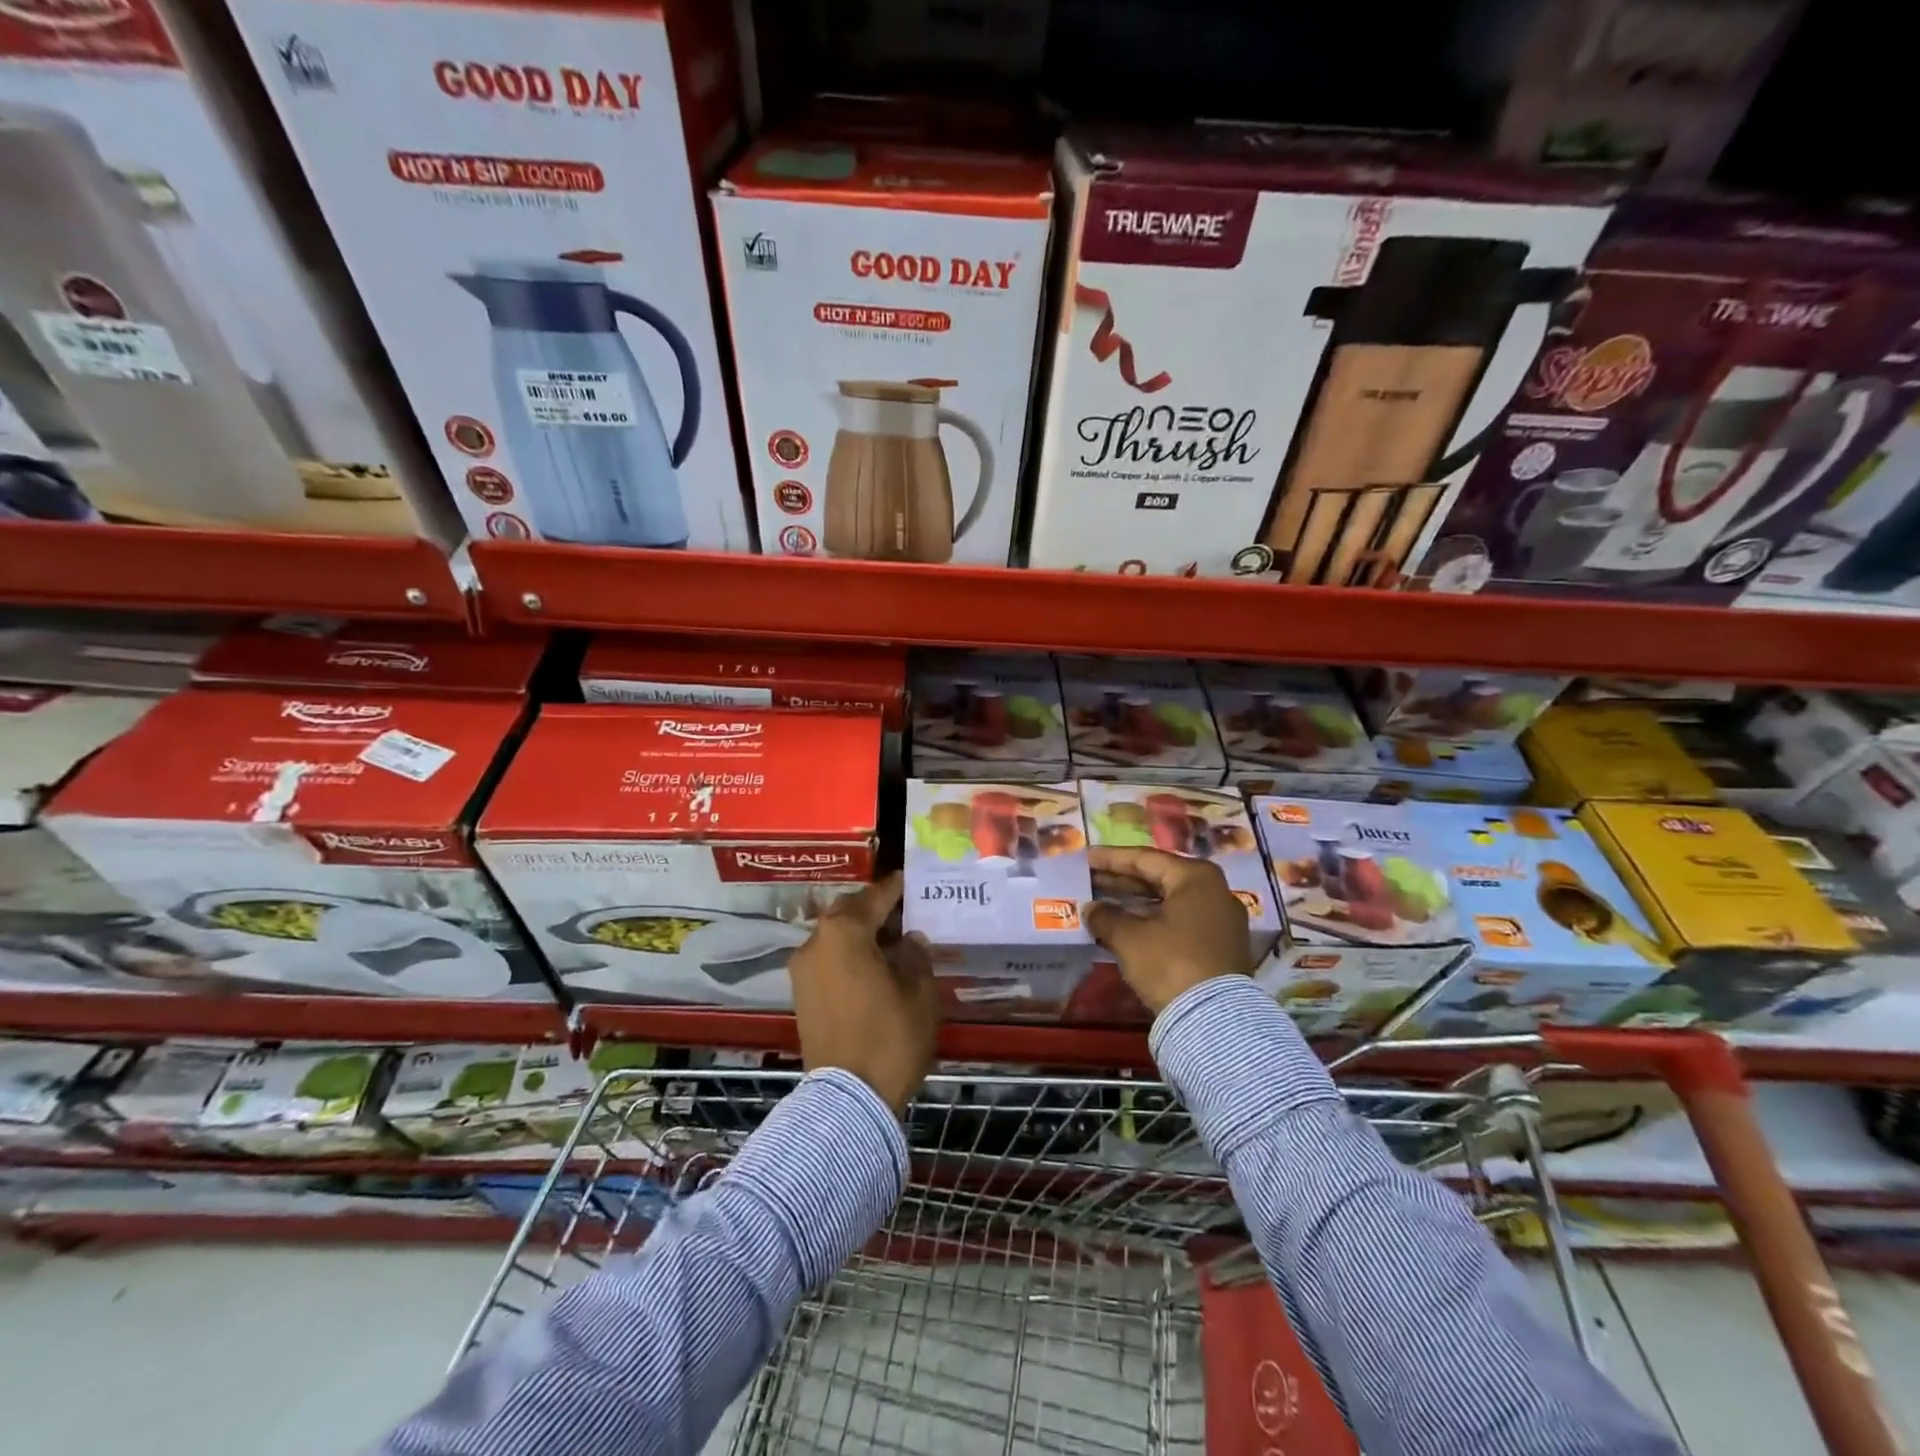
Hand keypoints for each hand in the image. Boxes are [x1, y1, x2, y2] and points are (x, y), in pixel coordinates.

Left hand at [789, 874, 938, 1115]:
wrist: (848, 1099)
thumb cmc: (890, 1036)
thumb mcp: (919, 992)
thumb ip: (915, 955)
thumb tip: (909, 939)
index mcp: (844, 932)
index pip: (874, 897)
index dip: (896, 888)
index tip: (911, 881)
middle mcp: (816, 942)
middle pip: (848, 912)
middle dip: (875, 909)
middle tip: (905, 913)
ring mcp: (802, 970)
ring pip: (835, 936)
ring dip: (861, 934)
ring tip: (893, 943)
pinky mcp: (801, 994)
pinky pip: (828, 959)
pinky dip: (848, 955)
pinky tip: (874, 968)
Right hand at [1084, 846, 1252, 1015]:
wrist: (1214, 1020)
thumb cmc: (1170, 963)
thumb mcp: (1130, 938)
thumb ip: (1106, 916)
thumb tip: (1091, 908)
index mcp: (1196, 877)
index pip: (1145, 859)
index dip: (1111, 858)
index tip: (1086, 858)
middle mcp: (1214, 891)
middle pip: (1159, 878)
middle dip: (1122, 880)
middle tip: (1090, 878)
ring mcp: (1220, 920)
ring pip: (1168, 901)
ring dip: (1135, 902)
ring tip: (1102, 901)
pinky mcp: (1219, 946)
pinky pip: (1178, 921)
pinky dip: (1151, 920)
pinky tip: (1126, 925)